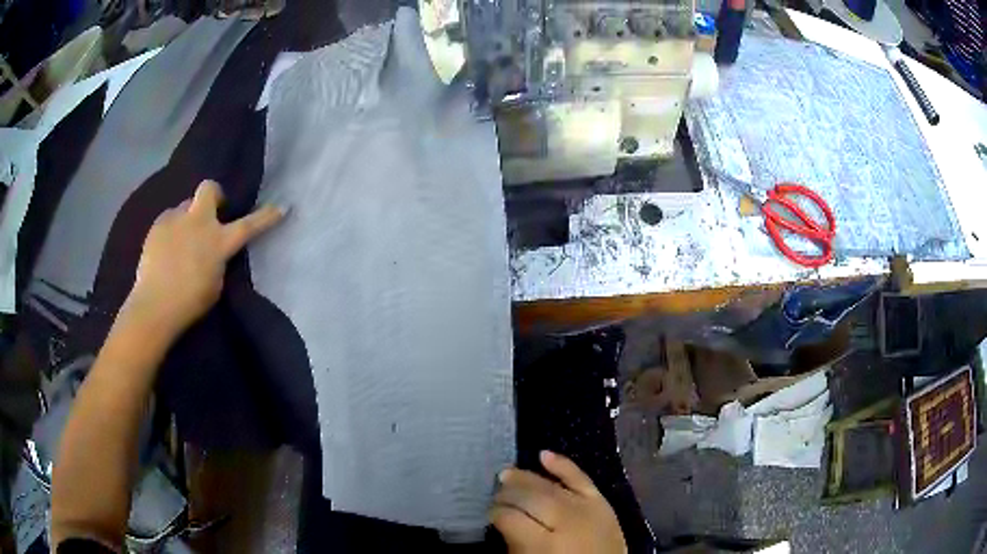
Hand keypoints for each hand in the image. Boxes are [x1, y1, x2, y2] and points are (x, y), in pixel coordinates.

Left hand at [123, 180, 283, 336]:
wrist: (155, 306)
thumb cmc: (190, 303)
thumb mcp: (214, 283)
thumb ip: (217, 259)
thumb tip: (213, 249)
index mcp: (219, 242)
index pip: (249, 225)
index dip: (266, 216)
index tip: (282, 206)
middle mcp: (199, 222)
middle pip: (209, 189)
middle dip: (213, 195)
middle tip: (210, 212)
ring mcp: (176, 220)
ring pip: (186, 206)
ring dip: (188, 218)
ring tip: (180, 241)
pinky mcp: (158, 225)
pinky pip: (169, 219)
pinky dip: (171, 229)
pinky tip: (166, 249)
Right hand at [490, 451, 625, 553]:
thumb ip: (515, 542)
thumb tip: (504, 520)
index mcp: (544, 545)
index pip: (510, 518)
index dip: (495, 513)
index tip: (488, 513)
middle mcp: (566, 522)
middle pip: (530, 498)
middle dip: (508, 493)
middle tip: (495, 494)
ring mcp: (587, 509)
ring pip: (551, 487)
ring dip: (527, 478)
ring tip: (507, 474)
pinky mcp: (602, 503)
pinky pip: (581, 479)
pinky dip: (563, 465)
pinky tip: (543, 455)